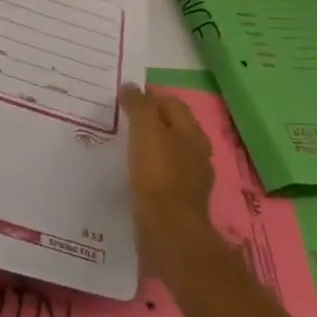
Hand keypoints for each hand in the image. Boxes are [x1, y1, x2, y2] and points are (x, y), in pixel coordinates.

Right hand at [120, 84, 218, 284]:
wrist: (169, 230)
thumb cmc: (158, 174)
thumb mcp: (145, 131)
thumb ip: (139, 106)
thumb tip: (130, 86)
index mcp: (192, 132)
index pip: (171, 102)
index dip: (148, 96)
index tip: (122, 99)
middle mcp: (197, 152)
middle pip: (171, 126)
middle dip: (148, 120)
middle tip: (119, 120)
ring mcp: (191, 178)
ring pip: (168, 150)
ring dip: (148, 145)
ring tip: (122, 145)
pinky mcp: (180, 199)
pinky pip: (163, 173)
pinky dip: (149, 167)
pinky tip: (132, 173)